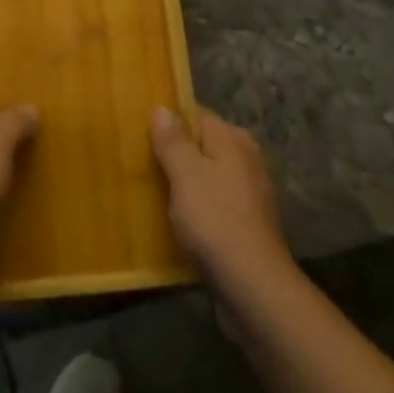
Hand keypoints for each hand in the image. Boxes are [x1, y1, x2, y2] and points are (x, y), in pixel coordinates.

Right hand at [150, 106, 294, 293]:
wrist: (253, 285)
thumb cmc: (215, 221)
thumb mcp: (186, 175)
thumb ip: (173, 141)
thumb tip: (163, 108)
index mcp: (232, 139)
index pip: (196, 114)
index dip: (169, 119)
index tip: (140, 130)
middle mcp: (246, 157)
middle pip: (203, 143)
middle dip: (176, 150)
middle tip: (141, 160)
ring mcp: (250, 190)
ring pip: (209, 173)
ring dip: (185, 180)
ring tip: (152, 189)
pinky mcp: (248, 220)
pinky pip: (216, 199)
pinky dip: (198, 203)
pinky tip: (178, 217)